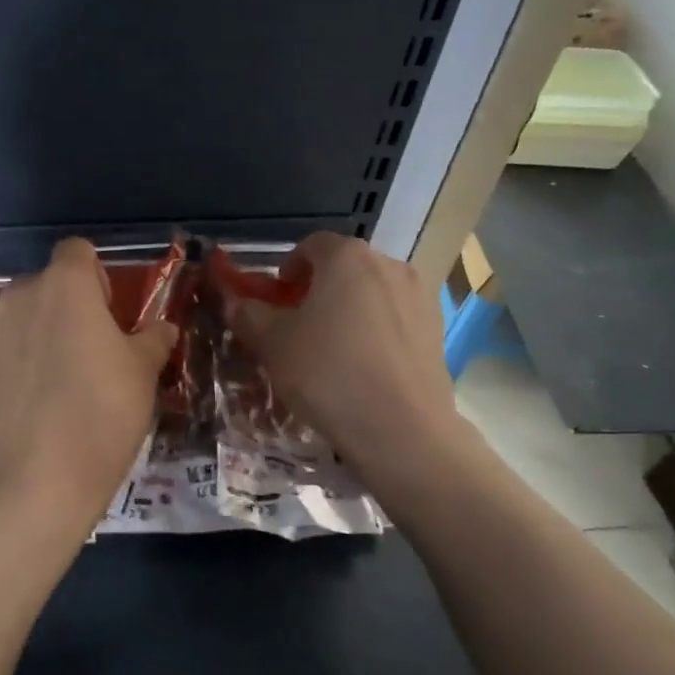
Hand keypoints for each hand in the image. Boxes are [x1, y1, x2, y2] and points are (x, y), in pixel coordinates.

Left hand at [0, 238, 178, 534]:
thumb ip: (153, 338)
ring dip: (41, 327)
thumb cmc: (102, 412)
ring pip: (23, 311)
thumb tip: (164, 327)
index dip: (96, 275)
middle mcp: (21, 292)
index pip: (78, 251)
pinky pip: (3, 341)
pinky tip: (33, 392)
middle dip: (68, 304)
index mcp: (66, 283)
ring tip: (59, 373)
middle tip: (90, 348)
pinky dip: (18, 353)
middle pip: (48, 282)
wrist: (37, 477)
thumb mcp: (143, 372)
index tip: (109, 313)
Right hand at [228, 232, 459, 473]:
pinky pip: (395, 319)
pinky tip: (364, 367)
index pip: (311, 245)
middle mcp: (389, 265)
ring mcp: (419, 297)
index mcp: (347, 257)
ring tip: (333, 349)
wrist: (401, 429)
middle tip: (299, 324)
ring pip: (372, 293)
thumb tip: (238, 304)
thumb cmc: (328, 374)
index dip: (288, 267)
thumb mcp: (273, 344)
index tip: (277, 297)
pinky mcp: (437, 330)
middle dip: (319, 288)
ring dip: (349, 309)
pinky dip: (376, 331)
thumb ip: (250, 315)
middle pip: (345, 267)